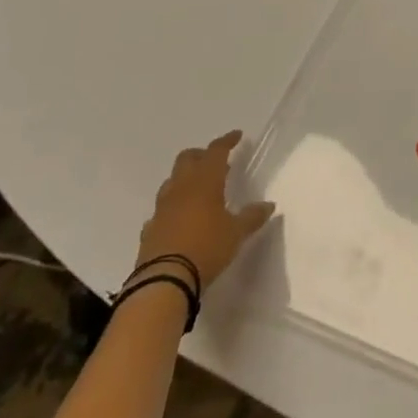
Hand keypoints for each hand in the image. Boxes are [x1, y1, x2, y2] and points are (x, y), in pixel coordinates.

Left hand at [134, 132, 274, 288]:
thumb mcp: (236, 233)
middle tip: (216, 161)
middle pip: (187, 159)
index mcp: (205, 182)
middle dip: (201, 155)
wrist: (164, 282)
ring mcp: (162, 209)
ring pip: (171, 181)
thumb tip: (268, 205)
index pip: (216, 152)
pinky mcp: (149, 229)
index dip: (227, 141)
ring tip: (199, 188)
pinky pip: (161, 209)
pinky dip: (172, 206)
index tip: (237, 135)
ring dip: (185, 178)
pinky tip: (180, 218)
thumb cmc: (206, 248)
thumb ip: (252, 217)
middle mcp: (181, 189)